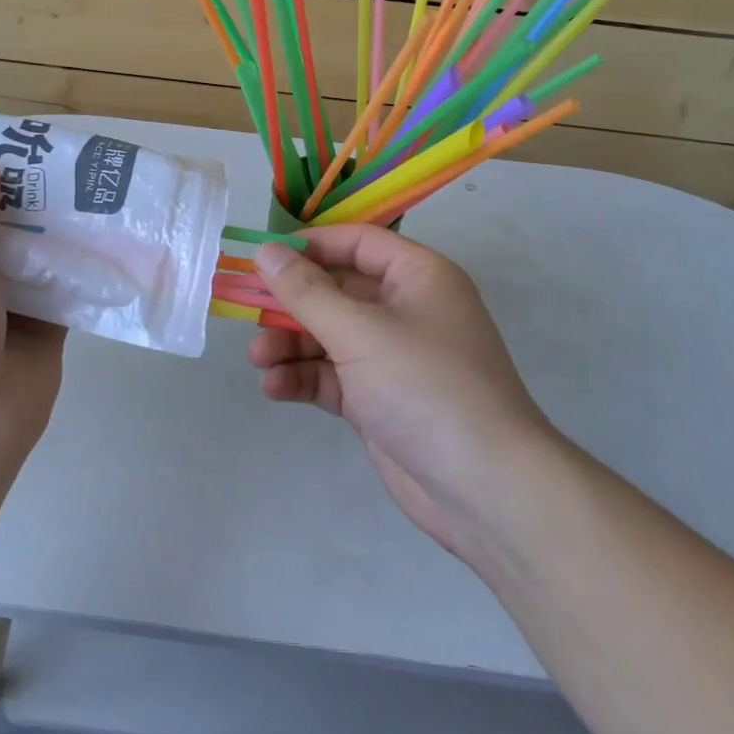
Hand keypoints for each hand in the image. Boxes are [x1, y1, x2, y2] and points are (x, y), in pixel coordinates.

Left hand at [0, 160, 64, 489]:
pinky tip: (109, 232)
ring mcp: (3, 309)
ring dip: (58, 229)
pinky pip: (65, 289)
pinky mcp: (43, 331)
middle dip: (24, 199)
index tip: (3, 145)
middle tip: (60, 157)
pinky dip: (83, 267)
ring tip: (92, 183)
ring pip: (34, 257)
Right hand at [249, 226, 556, 562]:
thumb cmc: (426, 386)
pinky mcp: (380, 401)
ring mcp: (393, 359)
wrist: (485, 489)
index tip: (265, 260)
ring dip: (292, 346)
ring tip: (259, 361)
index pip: (358, 243)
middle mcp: (407, 310)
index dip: (311, 247)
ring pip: (330, 337)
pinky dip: (305, 379)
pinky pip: (334, 377)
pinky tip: (275, 388)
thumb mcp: (360, 332)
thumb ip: (306, 292)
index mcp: (418, 277)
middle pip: (337, 293)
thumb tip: (265, 252)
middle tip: (249, 316)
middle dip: (292, 306)